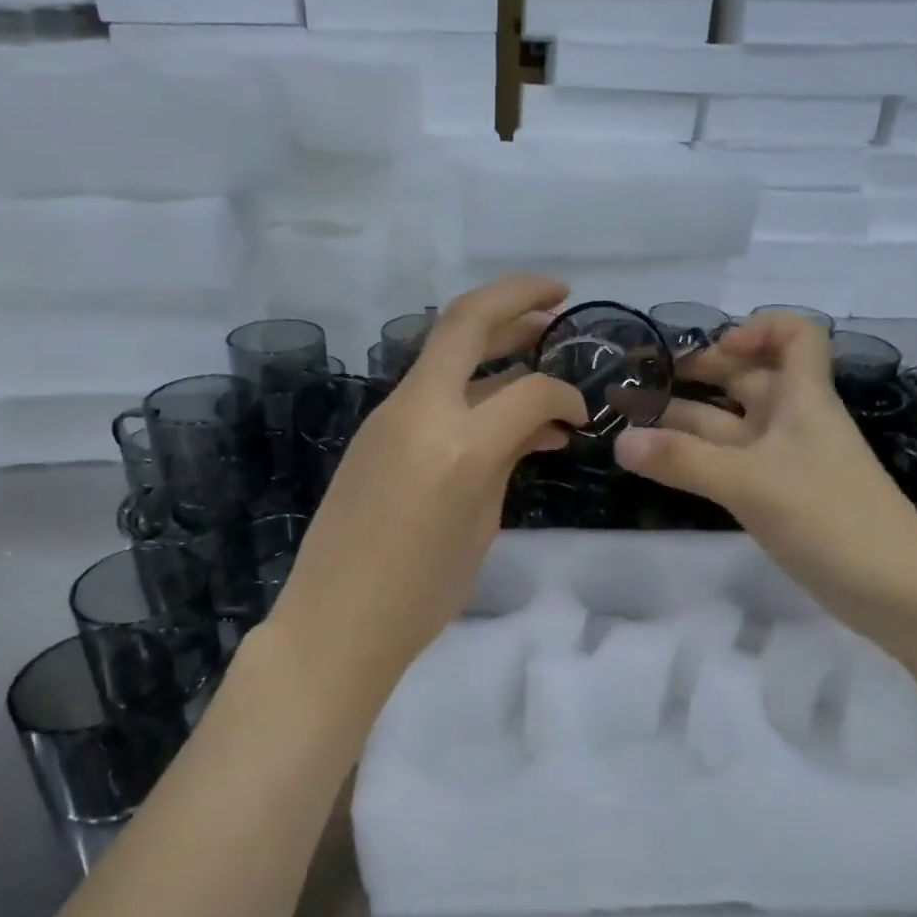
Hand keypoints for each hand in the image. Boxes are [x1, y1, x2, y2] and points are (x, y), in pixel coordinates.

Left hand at [266, 274, 586, 698]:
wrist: (335, 620)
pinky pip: (429, 388)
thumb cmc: (421, 593)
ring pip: (444, 349)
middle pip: (467, 321)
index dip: (565, 395)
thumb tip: (533, 427)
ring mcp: (389, 415)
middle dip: (516, 296)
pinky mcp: (374, 429)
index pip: (529, 391)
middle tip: (559, 295)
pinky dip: (468, 382)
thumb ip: (507, 462)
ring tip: (535, 336)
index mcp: (459, 444)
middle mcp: (420, 411)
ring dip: (491, 335)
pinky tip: (496, 402)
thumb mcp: (481, 526)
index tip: (581, 415)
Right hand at [614, 315, 916, 628]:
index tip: (712, 352)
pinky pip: (734, 463)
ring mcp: (787, 462)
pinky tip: (667, 467)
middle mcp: (794, 421)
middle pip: (749, 378)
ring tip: (635, 427)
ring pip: (733, 425)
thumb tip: (619, 441)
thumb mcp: (750, 483)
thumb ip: (683, 461)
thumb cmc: (830, 519)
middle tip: (645, 387)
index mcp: (802, 399)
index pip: (794, 335)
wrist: (896, 591)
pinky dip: (700, 459)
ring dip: (689, 421)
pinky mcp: (781, 498)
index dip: (754, 329)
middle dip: (700, 374)